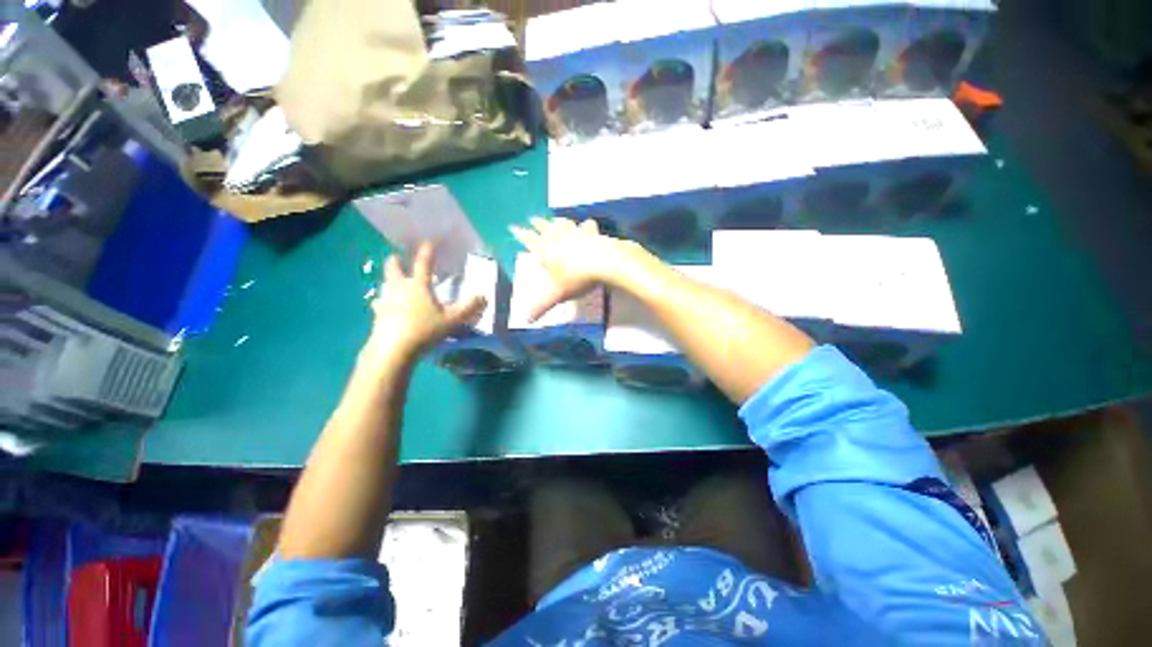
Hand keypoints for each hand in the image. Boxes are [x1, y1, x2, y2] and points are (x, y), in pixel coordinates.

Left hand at [364, 242, 486, 363]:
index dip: (427, 250)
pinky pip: (378, 304)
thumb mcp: (450, 322)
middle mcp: (399, 287)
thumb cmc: (423, 331)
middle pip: (393, 265)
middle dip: (397, 260)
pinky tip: (384, 309)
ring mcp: (385, 300)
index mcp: (418, 284)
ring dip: (389, 282)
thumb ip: (467, 309)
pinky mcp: (376, 314)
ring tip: (394, 285)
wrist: (391, 349)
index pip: (423, 261)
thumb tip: (484, 296)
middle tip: (400, 259)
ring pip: (384, 283)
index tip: (429, 242)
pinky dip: (382, 303)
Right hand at [510, 217, 648, 321]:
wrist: (604, 262)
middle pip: (544, 226)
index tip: (513, 226)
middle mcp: (557, 236)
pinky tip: (587, 223)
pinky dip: (585, 225)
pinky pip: (586, 226)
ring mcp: (575, 232)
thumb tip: (526, 320)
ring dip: (557, 221)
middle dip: (537, 223)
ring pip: (563, 223)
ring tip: (555, 219)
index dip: (519, 233)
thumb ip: (542, 306)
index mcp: (544, 249)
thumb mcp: (557, 294)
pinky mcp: (592, 232)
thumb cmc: (576, 278)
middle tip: (532, 218)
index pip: (528, 238)